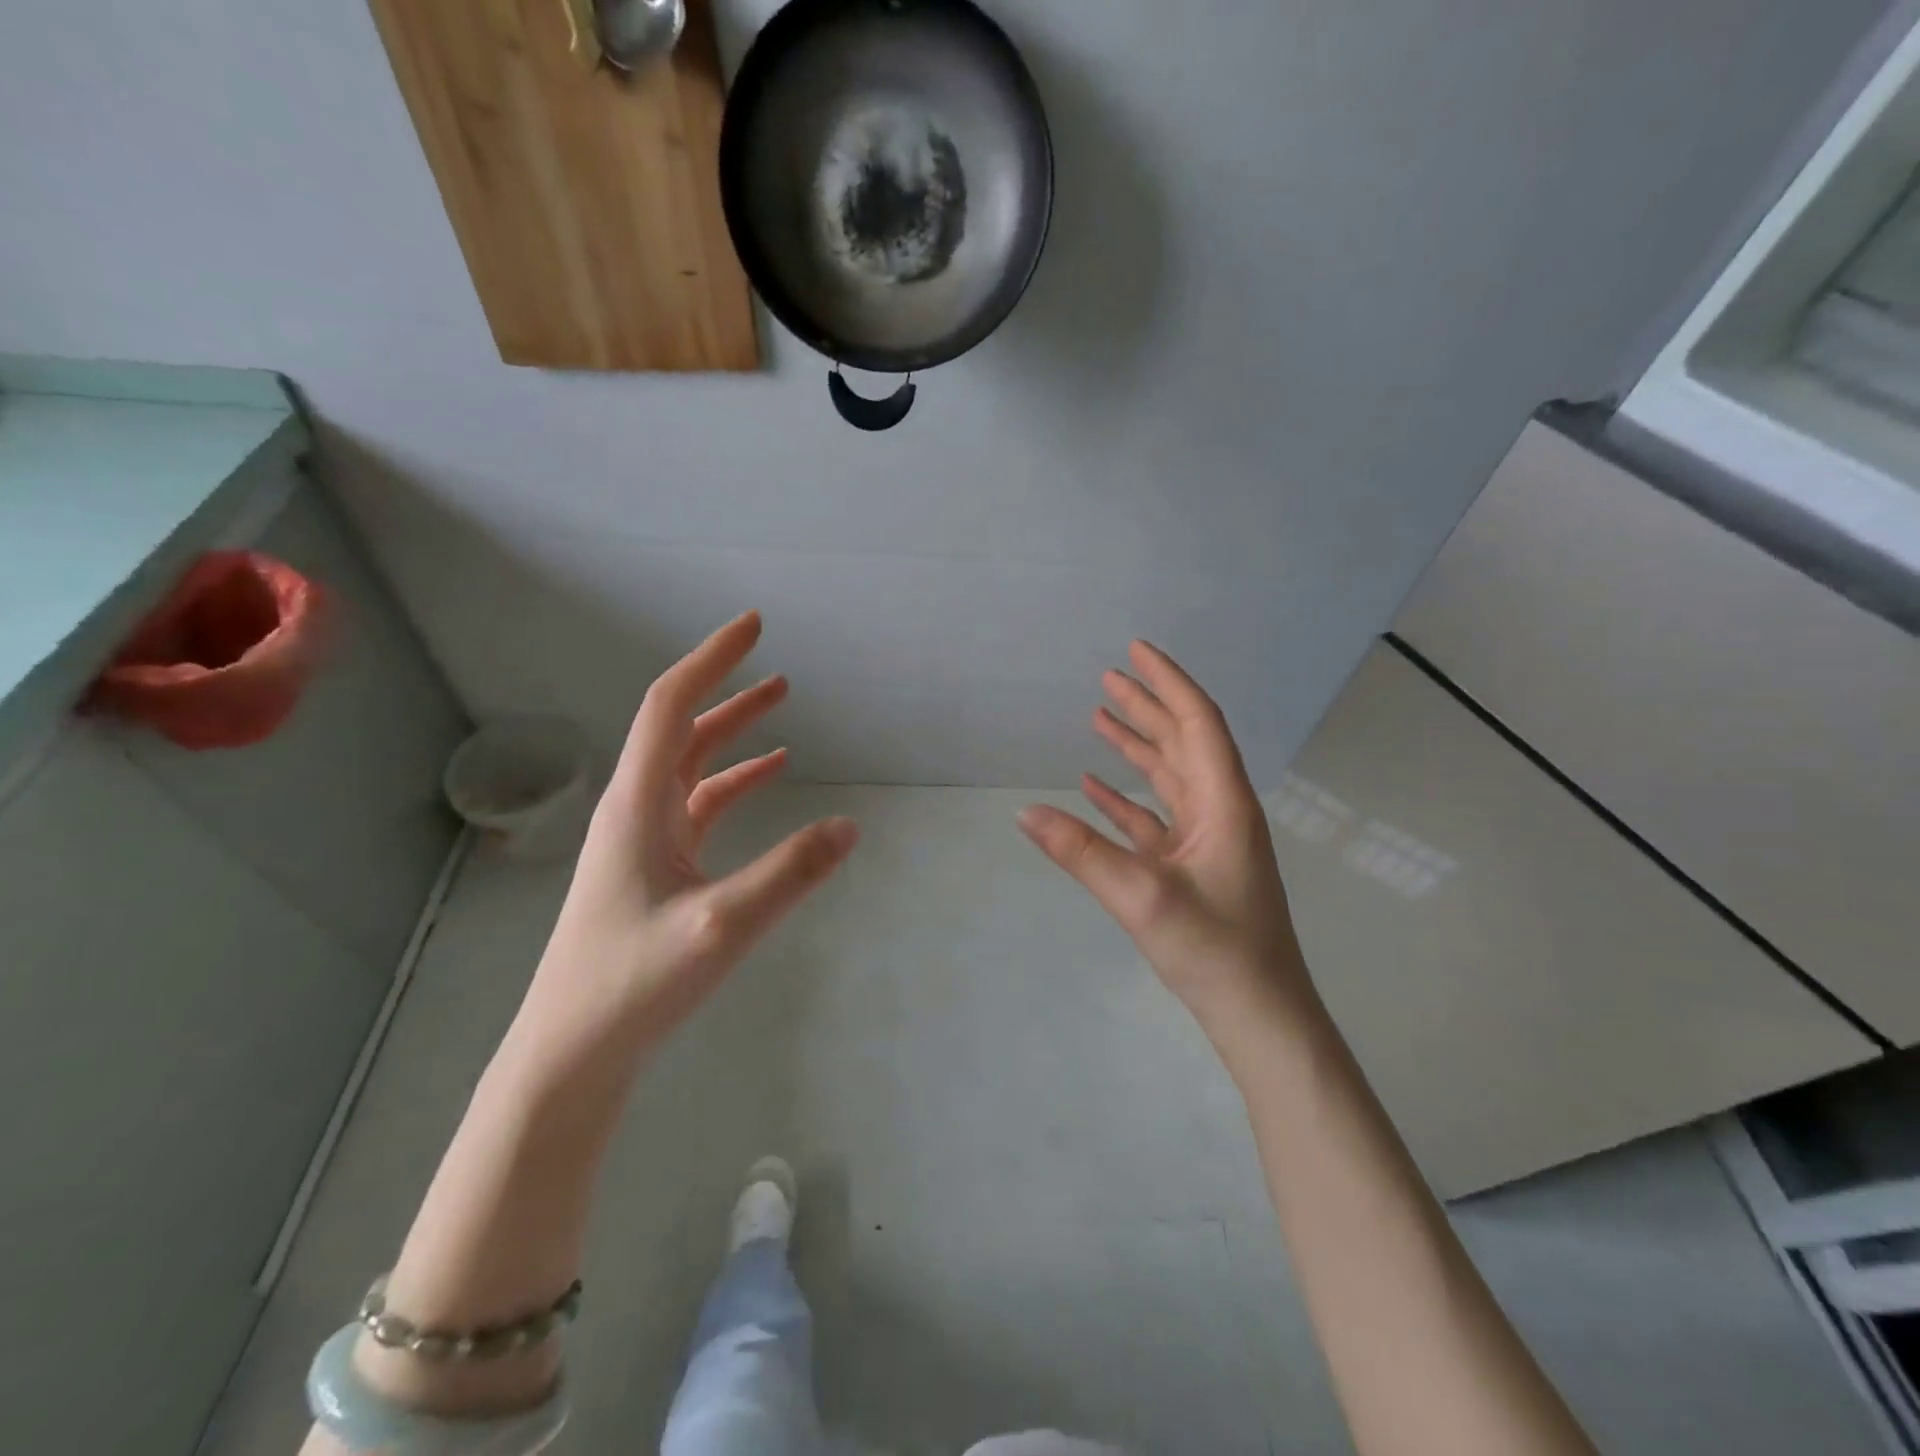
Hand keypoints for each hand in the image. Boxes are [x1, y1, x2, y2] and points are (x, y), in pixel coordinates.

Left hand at [526, 612, 856, 1061]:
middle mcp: (636, 810)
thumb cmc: (631, 983)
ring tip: (781, 705)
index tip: (753, 626)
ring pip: (692, 766)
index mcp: (637, 804)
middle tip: (776, 664)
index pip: (671, 706)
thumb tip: (850, 826)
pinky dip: (735, 783)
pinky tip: (768, 779)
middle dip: (729, 690)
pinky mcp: (654, 869)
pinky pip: (700, 807)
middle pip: (682, 729)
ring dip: (734, 733)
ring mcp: (643, 841)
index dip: (711, 659)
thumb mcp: (721, 926)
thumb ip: (790, 874)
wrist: (570, 1053)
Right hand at [1018, 640, 1313, 1034]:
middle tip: (1108, 676)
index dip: (1168, 683)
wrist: (1258, 1013)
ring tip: (1099, 715)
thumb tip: (1024, 812)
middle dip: (1147, 705)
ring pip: (1168, 776)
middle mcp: (1218, 810)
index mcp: (1222, 802)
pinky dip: (1126, 797)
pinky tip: (1095, 786)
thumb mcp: (1142, 898)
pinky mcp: (1191, 866)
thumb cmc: (1215, 949)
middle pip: (1181, 741)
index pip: (1196, 723)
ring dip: (1136, 745)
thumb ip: (1082, 852)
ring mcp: (1206, 839)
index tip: (1136, 651)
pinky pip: (1154, 816)